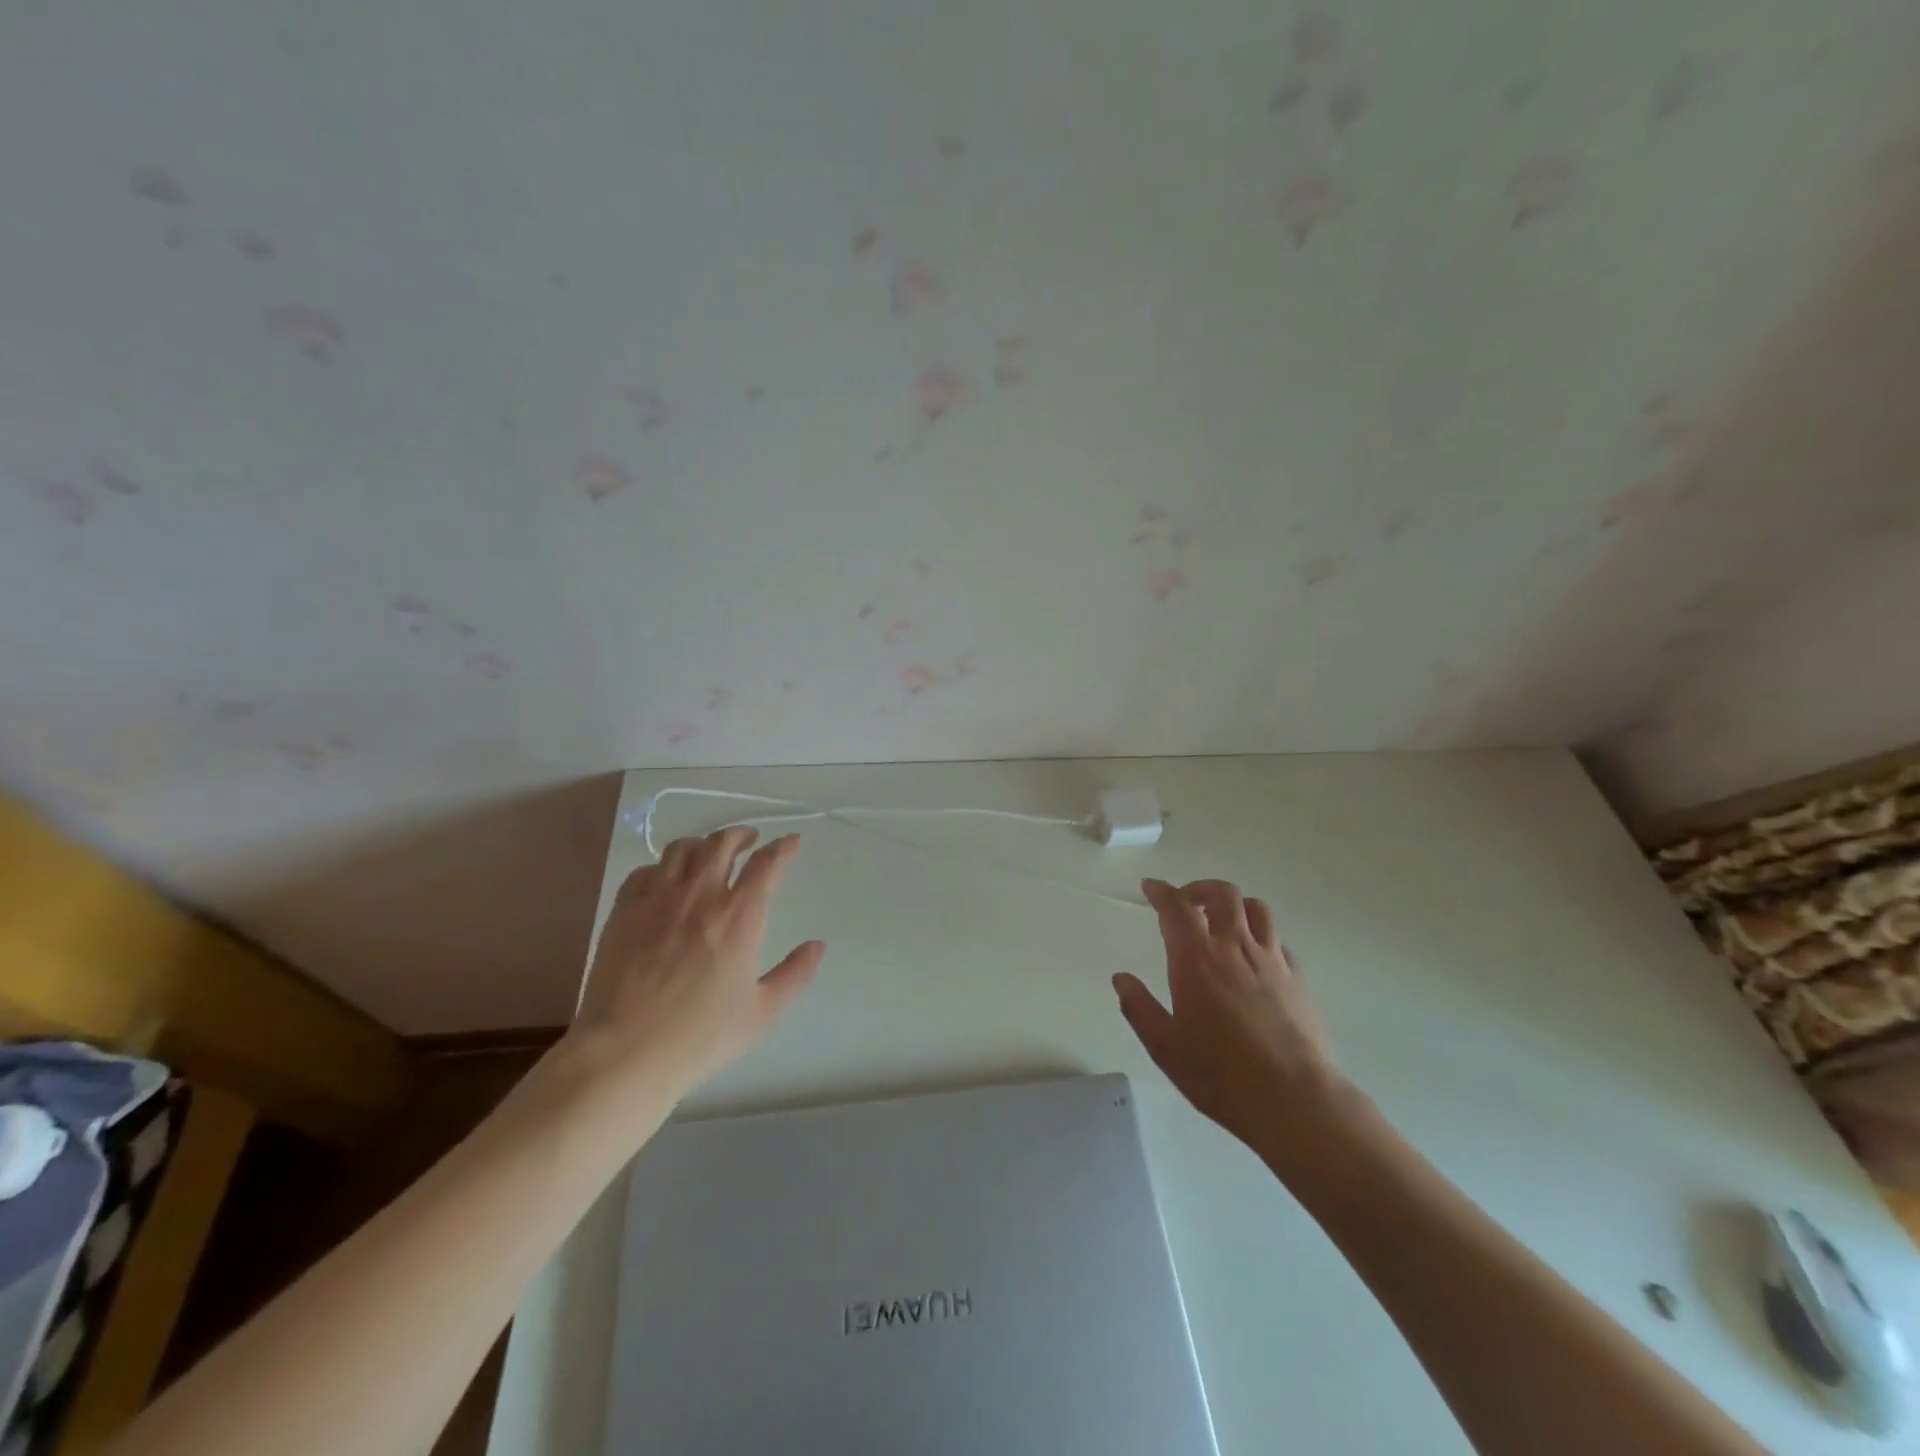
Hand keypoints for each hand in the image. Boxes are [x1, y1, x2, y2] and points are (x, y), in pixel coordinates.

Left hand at [567, 828, 824, 1100]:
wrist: (623, 1053)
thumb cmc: (700, 1037)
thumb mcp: (762, 1013)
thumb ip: (794, 974)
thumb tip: (817, 946)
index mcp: (739, 916)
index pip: (766, 864)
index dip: (783, 848)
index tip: (791, 842)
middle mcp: (700, 896)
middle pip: (721, 843)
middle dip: (741, 835)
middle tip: (750, 840)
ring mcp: (657, 900)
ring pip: (681, 849)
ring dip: (702, 845)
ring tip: (709, 854)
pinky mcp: (624, 911)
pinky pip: (645, 871)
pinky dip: (663, 867)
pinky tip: (666, 881)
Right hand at [1114, 878, 1352, 1167]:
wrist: (1295, 1100)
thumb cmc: (1220, 1075)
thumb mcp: (1165, 1047)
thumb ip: (1139, 1008)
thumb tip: (1121, 979)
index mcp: (1196, 959)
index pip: (1176, 907)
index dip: (1161, 891)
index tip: (1150, 887)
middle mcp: (1234, 948)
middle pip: (1222, 894)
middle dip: (1200, 889)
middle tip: (1186, 903)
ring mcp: (1271, 960)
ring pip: (1256, 909)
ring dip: (1235, 905)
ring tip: (1223, 921)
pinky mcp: (1298, 979)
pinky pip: (1278, 941)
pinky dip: (1261, 938)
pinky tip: (1254, 959)